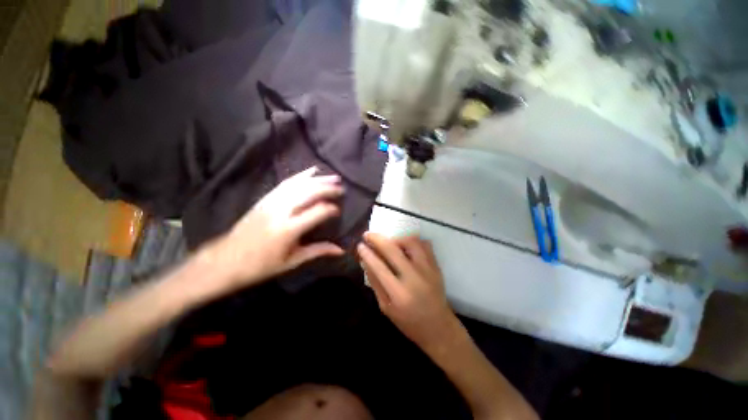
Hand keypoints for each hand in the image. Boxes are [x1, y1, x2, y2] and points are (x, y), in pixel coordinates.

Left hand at [202, 167, 344, 291]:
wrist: (225, 260)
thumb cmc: (261, 265)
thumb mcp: (292, 261)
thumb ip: (318, 251)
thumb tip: (341, 250)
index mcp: (289, 229)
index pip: (318, 212)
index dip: (331, 210)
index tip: (339, 212)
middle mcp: (281, 211)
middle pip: (310, 193)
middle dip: (328, 189)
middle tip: (342, 189)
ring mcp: (272, 202)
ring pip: (299, 184)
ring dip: (318, 179)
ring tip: (333, 177)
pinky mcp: (265, 198)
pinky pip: (286, 183)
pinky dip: (301, 176)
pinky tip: (311, 171)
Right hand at [357, 232, 461, 350]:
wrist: (438, 327)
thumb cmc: (408, 322)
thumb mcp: (385, 307)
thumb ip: (375, 282)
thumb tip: (365, 261)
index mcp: (399, 294)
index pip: (379, 266)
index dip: (367, 253)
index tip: (359, 245)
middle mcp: (414, 278)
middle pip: (393, 249)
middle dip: (377, 239)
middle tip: (368, 235)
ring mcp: (428, 270)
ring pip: (411, 242)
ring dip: (396, 239)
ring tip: (390, 243)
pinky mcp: (436, 266)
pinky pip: (424, 244)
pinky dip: (413, 242)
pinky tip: (406, 248)